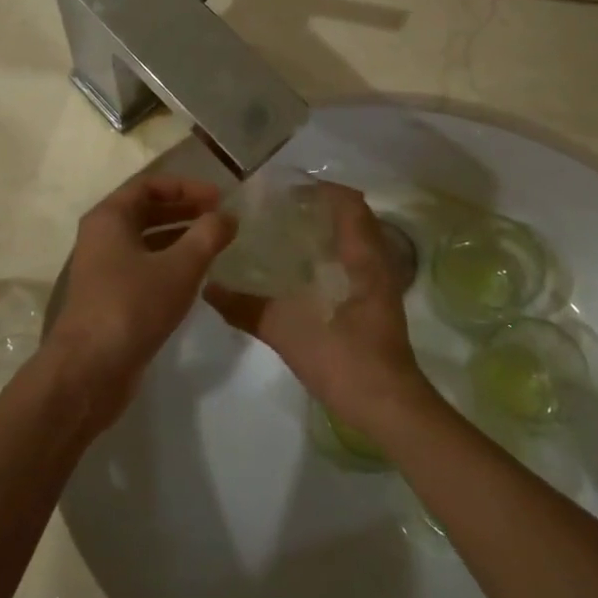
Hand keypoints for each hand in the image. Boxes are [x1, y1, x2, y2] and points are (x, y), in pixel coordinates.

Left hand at [46, 175, 235, 421]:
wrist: (90, 370)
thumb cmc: (133, 306)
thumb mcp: (180, 267)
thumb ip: (208, 235)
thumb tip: (227, 216)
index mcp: (110, 217)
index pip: (150, 185)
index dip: (187, 187)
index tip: (218, 198)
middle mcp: (102, 236)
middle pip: (147, 210)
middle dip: (185, 210)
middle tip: (220, 218)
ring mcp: (104, 268)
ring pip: (146, 240)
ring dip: (180, 237)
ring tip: (214, 244)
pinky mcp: (110, 296)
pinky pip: (144, 266)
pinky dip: (169, 262)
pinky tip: (195, 276)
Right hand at [205, 183, 435, 440]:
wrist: (388, 408)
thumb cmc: (346, 359)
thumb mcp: (289, 332)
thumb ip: (248, 308)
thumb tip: (209, 288)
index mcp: (364, 258)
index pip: (350, 203)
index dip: (321, 189)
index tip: (285, 190)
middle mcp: (377, 264)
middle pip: (353, 219)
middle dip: (319, 210)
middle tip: (279, 212)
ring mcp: (379, 288)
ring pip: (355, 244)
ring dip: (326, 235)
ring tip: (286, 238)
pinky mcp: (375, 309)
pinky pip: (353, 267)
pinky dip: (330, 260)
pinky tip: (301, 277)